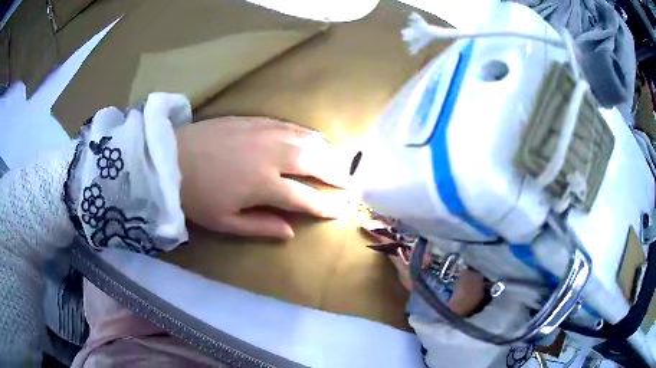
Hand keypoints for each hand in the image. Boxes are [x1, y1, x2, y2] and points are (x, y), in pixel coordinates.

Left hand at [176, 117, 348, 238]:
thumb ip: (260, 227)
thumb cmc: (196, 195)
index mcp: (262, 185)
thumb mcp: (224, 222)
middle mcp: (270, 155)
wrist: (170, 159)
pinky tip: (314, 137)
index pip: (304, 198)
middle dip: (335, 173)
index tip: (340, 210)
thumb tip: (290, 232)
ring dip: (326, 150)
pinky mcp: (254, 120)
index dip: (325, 205)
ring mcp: (263, 133)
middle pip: (314, 162)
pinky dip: (306, 132)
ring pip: (305, 140)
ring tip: (339, 159)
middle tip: (349, 181)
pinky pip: (289, 125)